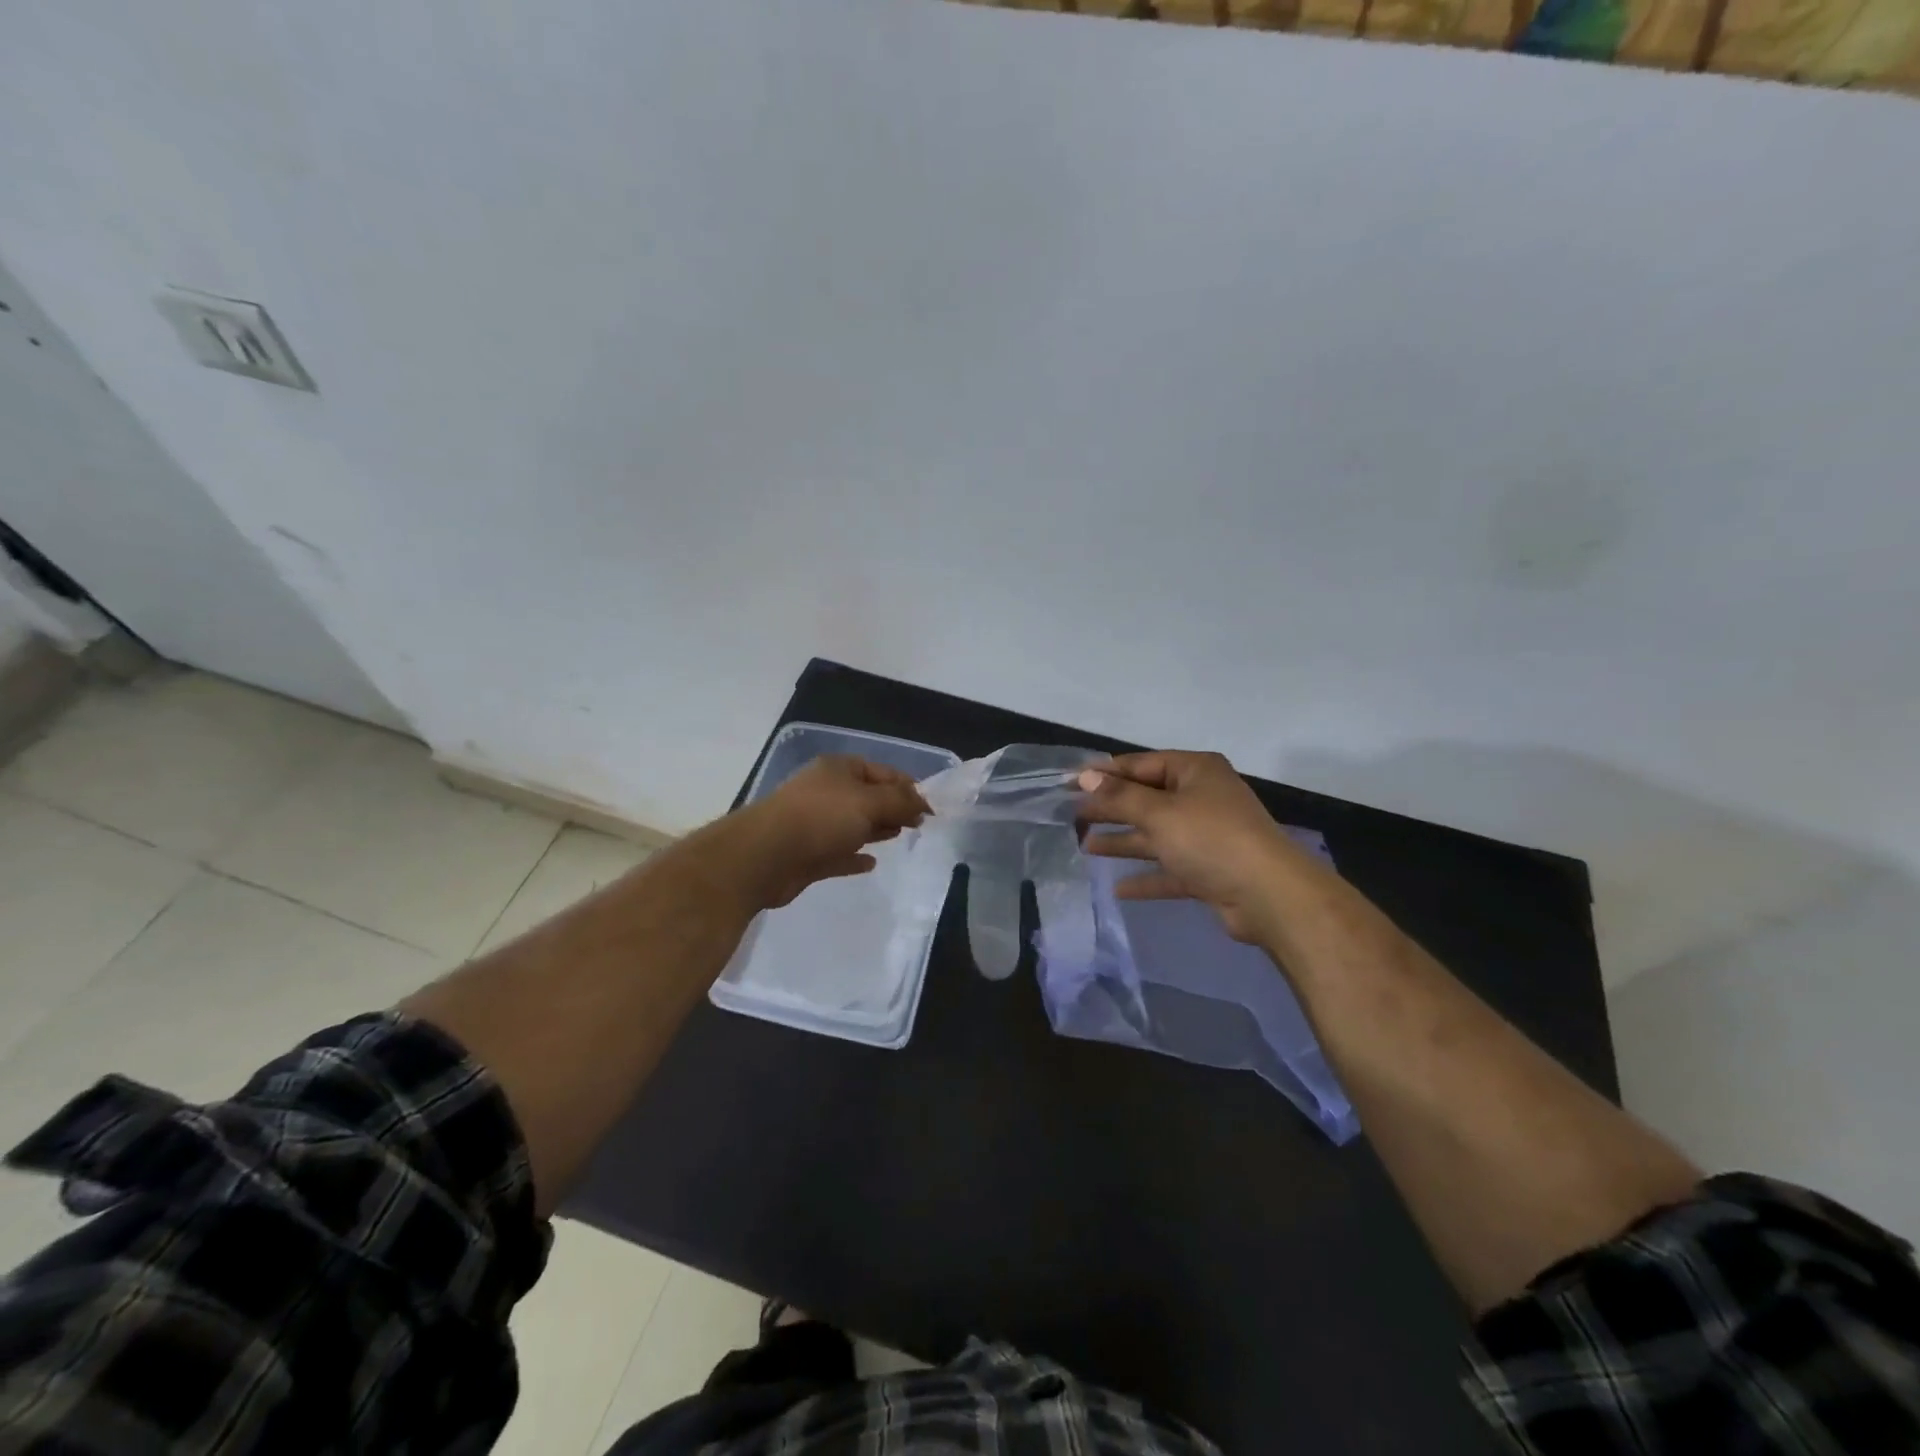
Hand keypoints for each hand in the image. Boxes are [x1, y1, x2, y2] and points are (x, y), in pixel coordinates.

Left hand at [730, 755, 930, 909]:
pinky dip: (855, 855)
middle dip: (894, 807)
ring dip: (876, 829)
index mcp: (839, 769)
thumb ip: (900, 802)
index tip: (931, 809)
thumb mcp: (869, 802)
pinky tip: (871, 863)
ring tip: (901, 837)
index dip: (909, 787)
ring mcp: (815, 823)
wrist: (765, 856)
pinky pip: (839, 852)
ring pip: (854, 824)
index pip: (883, 772)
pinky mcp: (808, 853)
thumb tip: (924, 803)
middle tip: (919, 825)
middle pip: (868, 797)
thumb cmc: (821, 818)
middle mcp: (826, 791)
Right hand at [1077, 751, 1319, 942]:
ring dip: (1123, 840)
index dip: (1104, 773)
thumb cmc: (1210, 839)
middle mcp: (1202, 798)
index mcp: (1195, 771)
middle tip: (1072, 816)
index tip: (1069, 782)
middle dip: (1110, 808)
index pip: (1140, 764)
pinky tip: (1117, 887)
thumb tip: (1085, 777)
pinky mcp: (1209, 870)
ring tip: (1085, 846)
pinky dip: (1146, 876)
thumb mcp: (1159, 812)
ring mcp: (1207, 835)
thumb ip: (1119, 797)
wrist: (1269, 896)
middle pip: (1146, 799)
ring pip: (1156, 834)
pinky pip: (1169, 868)